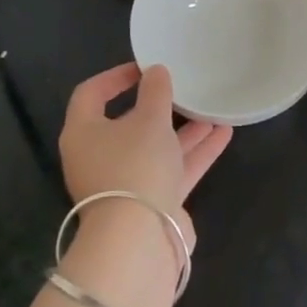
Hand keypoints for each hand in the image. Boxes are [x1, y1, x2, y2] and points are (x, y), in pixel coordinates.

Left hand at [57, 63, 232, 248]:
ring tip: (212, 110)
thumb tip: (156, 71)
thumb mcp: (149, 120)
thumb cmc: (135, 165)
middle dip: (159, 106)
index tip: (145, 67)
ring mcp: (125, 183)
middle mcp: (99, 157)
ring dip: (184, 130)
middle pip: (127, 124)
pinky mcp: (150, 202)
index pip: (91, 95)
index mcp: (84, 134)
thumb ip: (156, 92)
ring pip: (155, 148)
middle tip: (182, 89)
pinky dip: (194, 152)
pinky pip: (172, 169)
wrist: (140, 238)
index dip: (115, 77)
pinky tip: (223, 134)